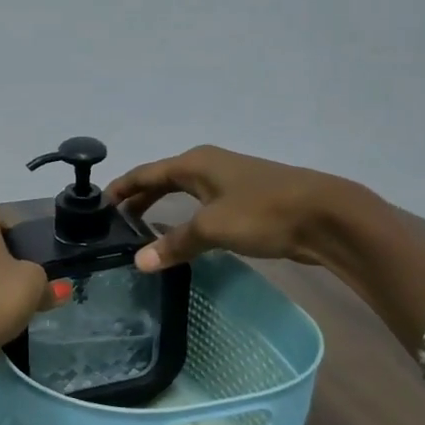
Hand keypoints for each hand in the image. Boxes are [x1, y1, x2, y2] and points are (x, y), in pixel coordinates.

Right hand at [106, 145, 384, 271]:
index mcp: (195, 163)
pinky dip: (185, 218)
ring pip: (184, 193)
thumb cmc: (264, 212)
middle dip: (139, 198)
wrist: (327, 216)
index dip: (121, 188)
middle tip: (114, 221)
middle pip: (163, 179)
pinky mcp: (247, 201)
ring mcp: (230, 182)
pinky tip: (184, 237)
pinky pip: (203, 206)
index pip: (146, 173)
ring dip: (162, 208)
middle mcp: (209, 165)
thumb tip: (139, 262)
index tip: (97, 204)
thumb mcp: (213, 228)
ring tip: (141, 230)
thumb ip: (175, 244)